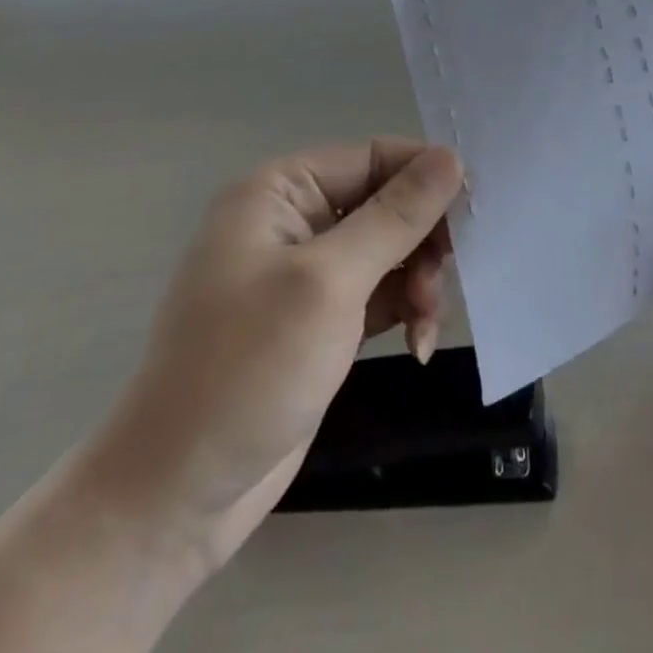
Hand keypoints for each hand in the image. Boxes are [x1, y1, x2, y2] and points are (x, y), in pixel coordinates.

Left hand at [77, 139, 461, 577]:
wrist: (178, 495)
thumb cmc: (248, 369)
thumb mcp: (330, 283)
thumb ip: (396, 216)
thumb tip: (451, 157)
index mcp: (279, 192)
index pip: (372, 158)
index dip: (425, 177)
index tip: (474, 210)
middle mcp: (292, 221)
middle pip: (384, 203)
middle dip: (421, 240)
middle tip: (442, 282)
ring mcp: (304, 274)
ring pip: (388, 251)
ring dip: (417, 281)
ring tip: (427, 323)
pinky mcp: (318, 320)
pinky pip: (378, 293)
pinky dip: (403, 310)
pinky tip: (418, 345)